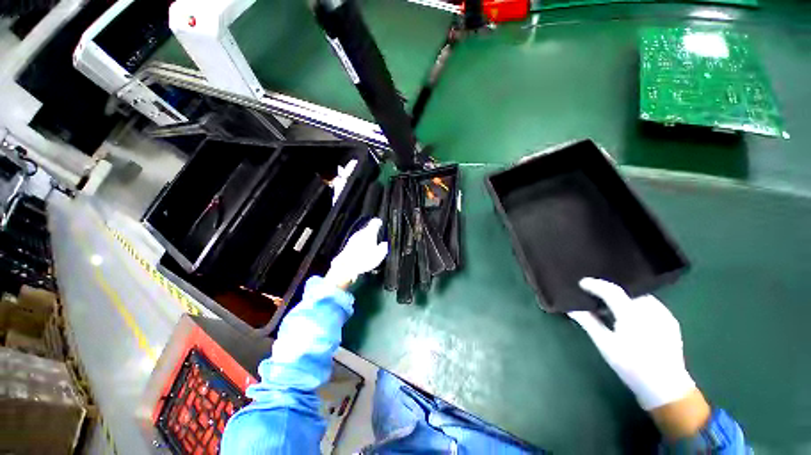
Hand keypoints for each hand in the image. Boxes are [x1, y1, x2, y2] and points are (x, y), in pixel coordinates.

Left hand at [324, 218, 387, 288]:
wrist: (345, 266)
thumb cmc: (364, 259)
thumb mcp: (379, 254)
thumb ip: (383, 247)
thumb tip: (385, 244)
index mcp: (369, 232)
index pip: (374, 222)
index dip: (378, 222)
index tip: (380, 222)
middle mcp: (360, 233)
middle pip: (367, 229)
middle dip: (372, 231)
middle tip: (378, 235)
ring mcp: (352, 239)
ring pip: (361, 235)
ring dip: (366, 238)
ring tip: (371, 244)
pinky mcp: (348, 246)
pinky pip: (357, 242)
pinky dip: (361, 244)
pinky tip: (363, 251)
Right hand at [569, 278, 694, 410]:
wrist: (666, 388)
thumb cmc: (631, 367)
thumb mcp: (605, 344)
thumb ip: (588, 322)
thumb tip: (571, 308)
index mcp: (632, 314)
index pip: (611, 290)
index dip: (595, 284)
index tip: (581, 283)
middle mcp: (650, 309)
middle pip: (625, 291)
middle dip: (609, 291)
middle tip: (594, 295)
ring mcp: (664, 315)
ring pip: (638, 296)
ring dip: (623, 297)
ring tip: (610, 306)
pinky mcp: (670, 321)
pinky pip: (650, 304)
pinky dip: (635, 304)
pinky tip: (629, 315)